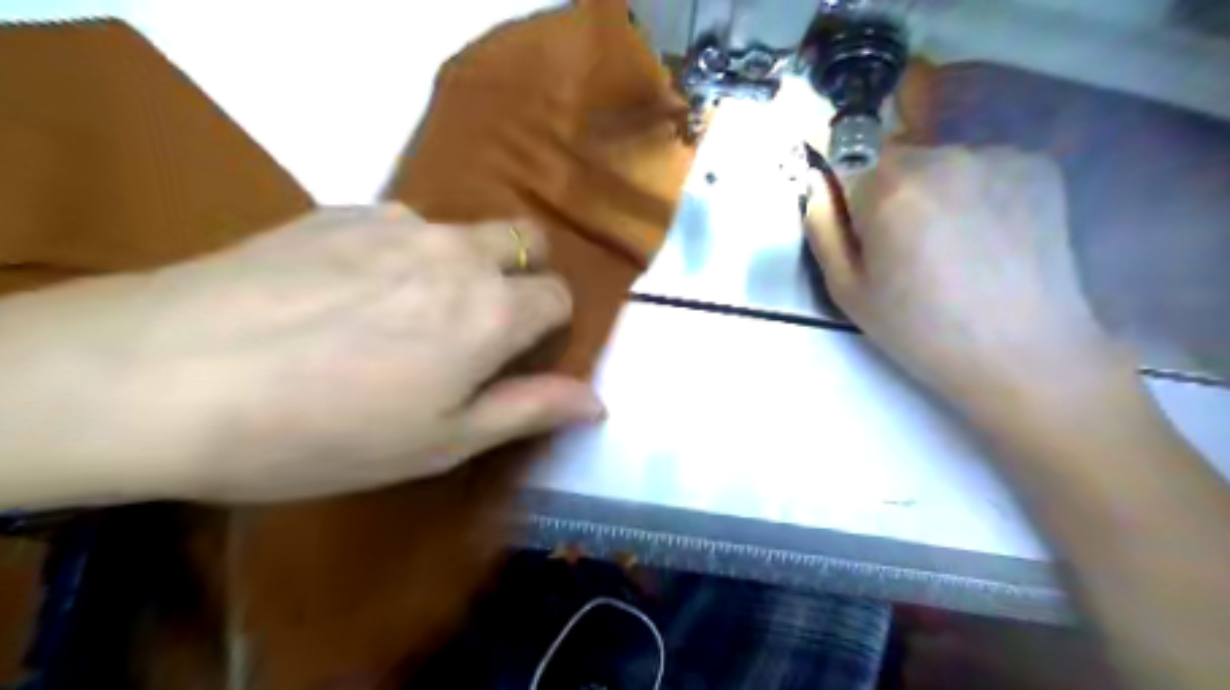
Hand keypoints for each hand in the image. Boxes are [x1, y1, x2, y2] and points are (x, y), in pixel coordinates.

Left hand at [0, 202, 600, 502]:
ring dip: (461, 266)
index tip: (516, 357)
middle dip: (523, 276)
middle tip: (478, 326)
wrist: (166, 376)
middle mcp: (459, 251)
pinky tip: (346, 295)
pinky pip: (401, 226)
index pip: (559, 295)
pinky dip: (402, 254)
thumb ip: (531, 409)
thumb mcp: (443, 441)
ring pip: (464, 232)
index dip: (549, 326)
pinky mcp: (340, 210)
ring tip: (401, 315)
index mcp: (493, 309)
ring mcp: (398, 222)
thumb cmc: (326, 431)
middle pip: (527, 240)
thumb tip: (598, 401)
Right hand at [809, 145, 1132, 415]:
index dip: (852, 207)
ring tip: (954, 245)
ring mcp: (995, 155)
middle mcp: (942, 156)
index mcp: (888, 188)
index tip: (871, 245)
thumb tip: (815, 182)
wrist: (1021, 351)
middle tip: (910, 249)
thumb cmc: (919, 328)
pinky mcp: (1037, 165)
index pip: (848, 169)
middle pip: (895, 162)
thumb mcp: (847, 290)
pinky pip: (983, 168)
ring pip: (940, 164)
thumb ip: (821, 229)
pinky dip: (977, 192)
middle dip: (892, 196)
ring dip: (934, 192)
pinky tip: (989, 235)